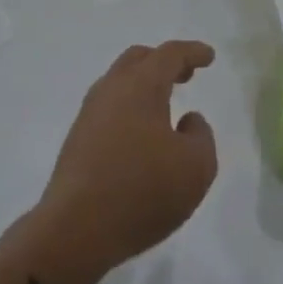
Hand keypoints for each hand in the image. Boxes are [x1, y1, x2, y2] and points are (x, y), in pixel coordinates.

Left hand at [35, 41, 218, 281]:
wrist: (74, 231)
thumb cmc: (142, 192)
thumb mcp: (196, 167)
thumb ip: (201, 136)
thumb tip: (187, 121)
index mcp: (141, 86)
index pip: (169, 55)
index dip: (192, 52)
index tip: (208, 57)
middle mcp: (111, 91)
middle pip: (138, 60)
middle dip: (164, 62)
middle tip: (186, 74)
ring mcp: (89, 115)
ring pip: (119, 83)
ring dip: (144, 85)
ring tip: (165, 104)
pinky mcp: (77, 141)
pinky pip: (109, 108)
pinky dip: (129, 107)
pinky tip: (140, 132)